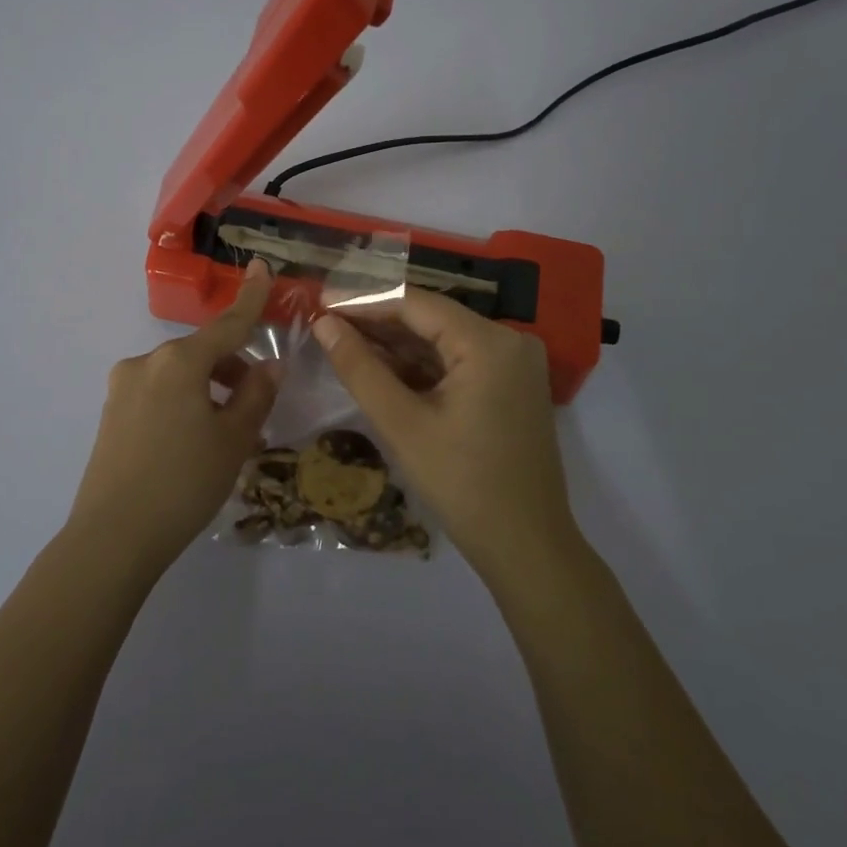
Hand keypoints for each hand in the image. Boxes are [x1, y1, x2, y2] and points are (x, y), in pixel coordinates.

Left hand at [68, 260, 278, 575]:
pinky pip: (159, 394)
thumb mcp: (233, 439)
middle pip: (202, 353)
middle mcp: (146, 363)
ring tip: (227, 436)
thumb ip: (256, 395)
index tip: (261, 267)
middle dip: (233, 369)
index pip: (227, 324)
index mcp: (179, 361)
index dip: (250, 298)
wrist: (112, 537)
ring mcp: (123, 387)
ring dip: (209, 390)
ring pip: (180, 376)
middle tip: (257, 408)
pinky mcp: (111, 413)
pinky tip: (193, 443)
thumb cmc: (184, 483)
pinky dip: (184, 403)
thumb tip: (269, 366)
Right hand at [313, 291, 576, 576]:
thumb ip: (359, 368)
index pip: (416, 303)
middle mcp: (509, 340)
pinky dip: (420, 365)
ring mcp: (514, 363)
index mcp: (489, 342)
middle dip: (377, 321)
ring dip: (396, 343)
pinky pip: (458, 361)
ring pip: (442, 339)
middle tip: (326, 323)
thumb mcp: (402, 424)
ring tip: (343, 341)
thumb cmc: (462, 484)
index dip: (363, 300)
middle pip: (431, 318)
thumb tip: (324, 324)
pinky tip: (381, 367)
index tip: (320, 302)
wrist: (526, 546)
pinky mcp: (511, 385)